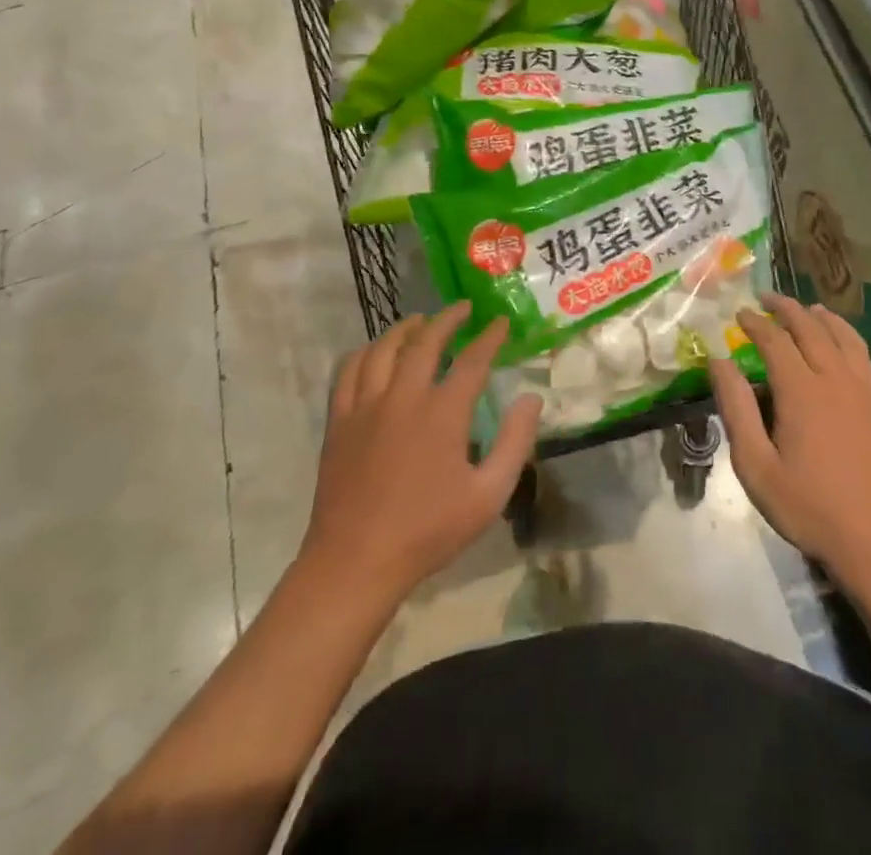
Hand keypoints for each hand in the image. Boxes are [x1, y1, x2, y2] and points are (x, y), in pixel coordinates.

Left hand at [299, 303, 541, 599]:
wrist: (356, 562)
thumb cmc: (428, 531)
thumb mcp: (488, 495)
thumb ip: (515, 443)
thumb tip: (530, 399)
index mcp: (443, 412)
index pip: (473, 360)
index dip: (490, 337)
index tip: (501, 322)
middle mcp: (403, 397)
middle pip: (425, 342)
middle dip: (447, 319)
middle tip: (463, 308)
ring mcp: (366, 406)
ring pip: (384, 348)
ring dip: (405, 329)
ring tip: (420, 321)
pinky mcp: (340, 421)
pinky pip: (349, 370)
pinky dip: (366, 352)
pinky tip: (376, 352)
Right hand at [709, 295, 870, 594]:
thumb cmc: (809, 506)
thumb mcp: (756, 465)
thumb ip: (736, 408)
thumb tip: (718, 361)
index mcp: (801, 389)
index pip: (774, 340)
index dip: (755, 322)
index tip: (739, 314)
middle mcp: (834, 377)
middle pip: (810, 327)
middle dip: (786, 308)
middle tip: (767, 299)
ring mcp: (864, 387)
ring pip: (842, 335)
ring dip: (820, 316)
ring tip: (807, 309)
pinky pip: (864, 354)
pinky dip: (848, 336)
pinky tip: (843, 342)